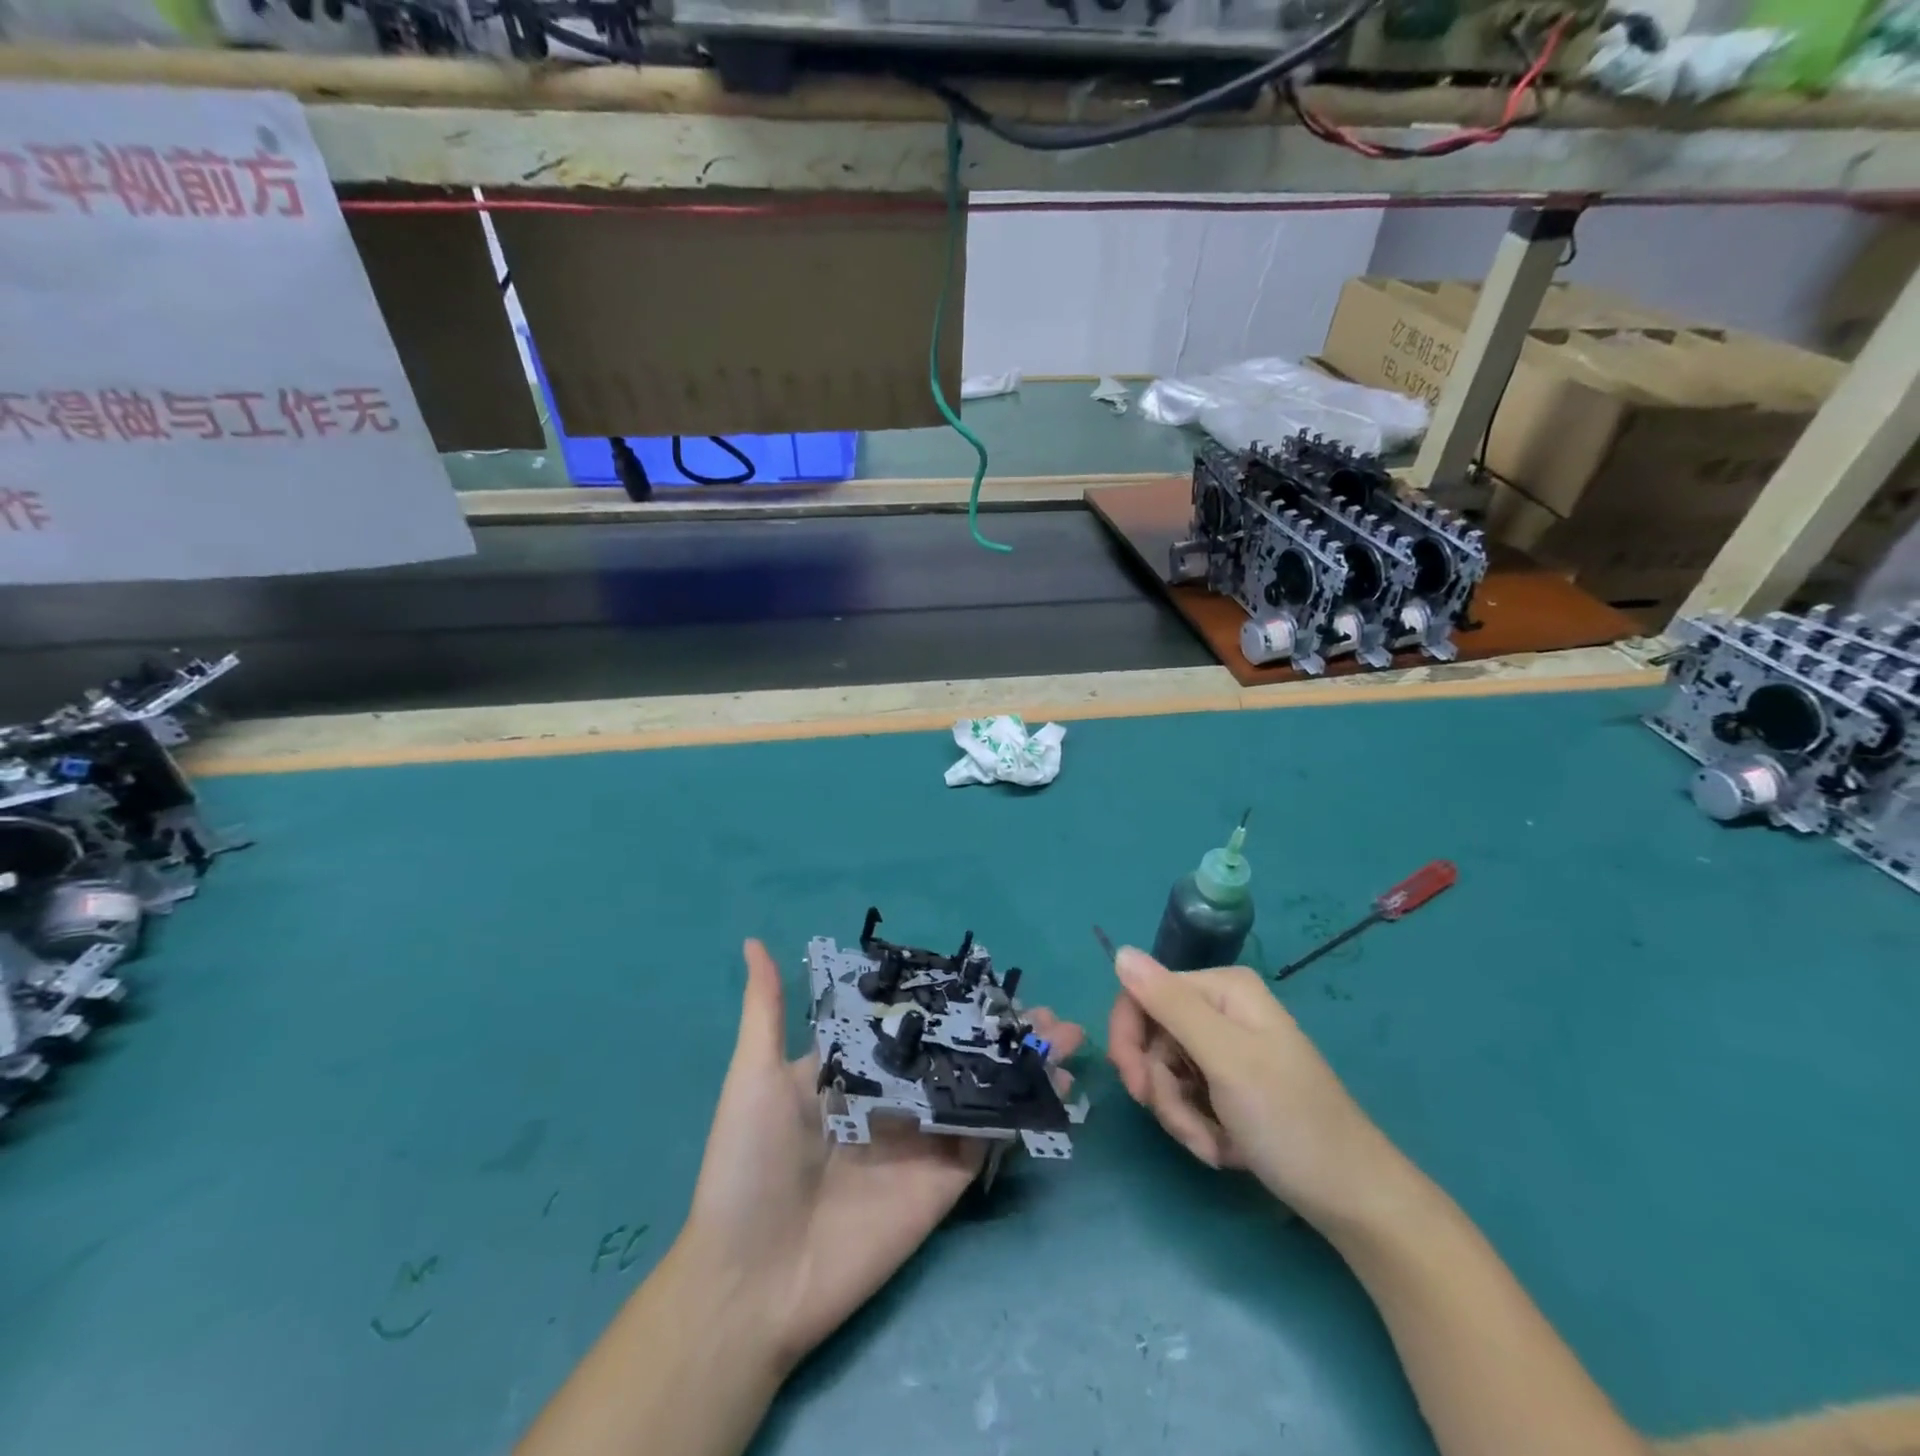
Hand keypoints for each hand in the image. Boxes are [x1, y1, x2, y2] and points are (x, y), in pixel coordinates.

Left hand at [680, 940, 1084, 1371]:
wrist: (751, 1282)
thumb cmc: (748, 1167)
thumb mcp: (754, 1077)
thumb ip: (767, 1009)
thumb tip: (753, 940)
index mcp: (856, 1069)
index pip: (912, 1022)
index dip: (950, 998)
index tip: (990, 976)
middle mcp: (895, 1098)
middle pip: (958, 1052)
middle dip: (1000, 1030)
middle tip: (1044, 1010)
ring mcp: (923, 1140)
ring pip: (982, 1089)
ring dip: (1023, 1063)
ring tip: (1066, 1035)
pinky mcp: (943, 1182)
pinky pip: (988, 1139)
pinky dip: (1022, 1111)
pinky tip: (1055, 1085)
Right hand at [1106, 947, 1391, 1224]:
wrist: (1353, 1199)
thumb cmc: (1290, 1121)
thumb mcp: (1224, 1058)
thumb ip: (1170, 1004)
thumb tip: (1120, 952)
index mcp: (1222, 989)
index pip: (1142, 994)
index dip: (1129, 1039)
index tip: (1134, 1086)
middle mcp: (1221, 1009)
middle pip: (1152, 1037)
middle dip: (1161, 1088)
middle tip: (1181, 1125)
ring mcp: (1226, 1049)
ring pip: (1165, 1073)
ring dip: (1180, 1115)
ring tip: (1213, 1146)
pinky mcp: (1230, 1085)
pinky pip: (1186, 1097)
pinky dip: (1196, 1126)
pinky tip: (1224, 1149)